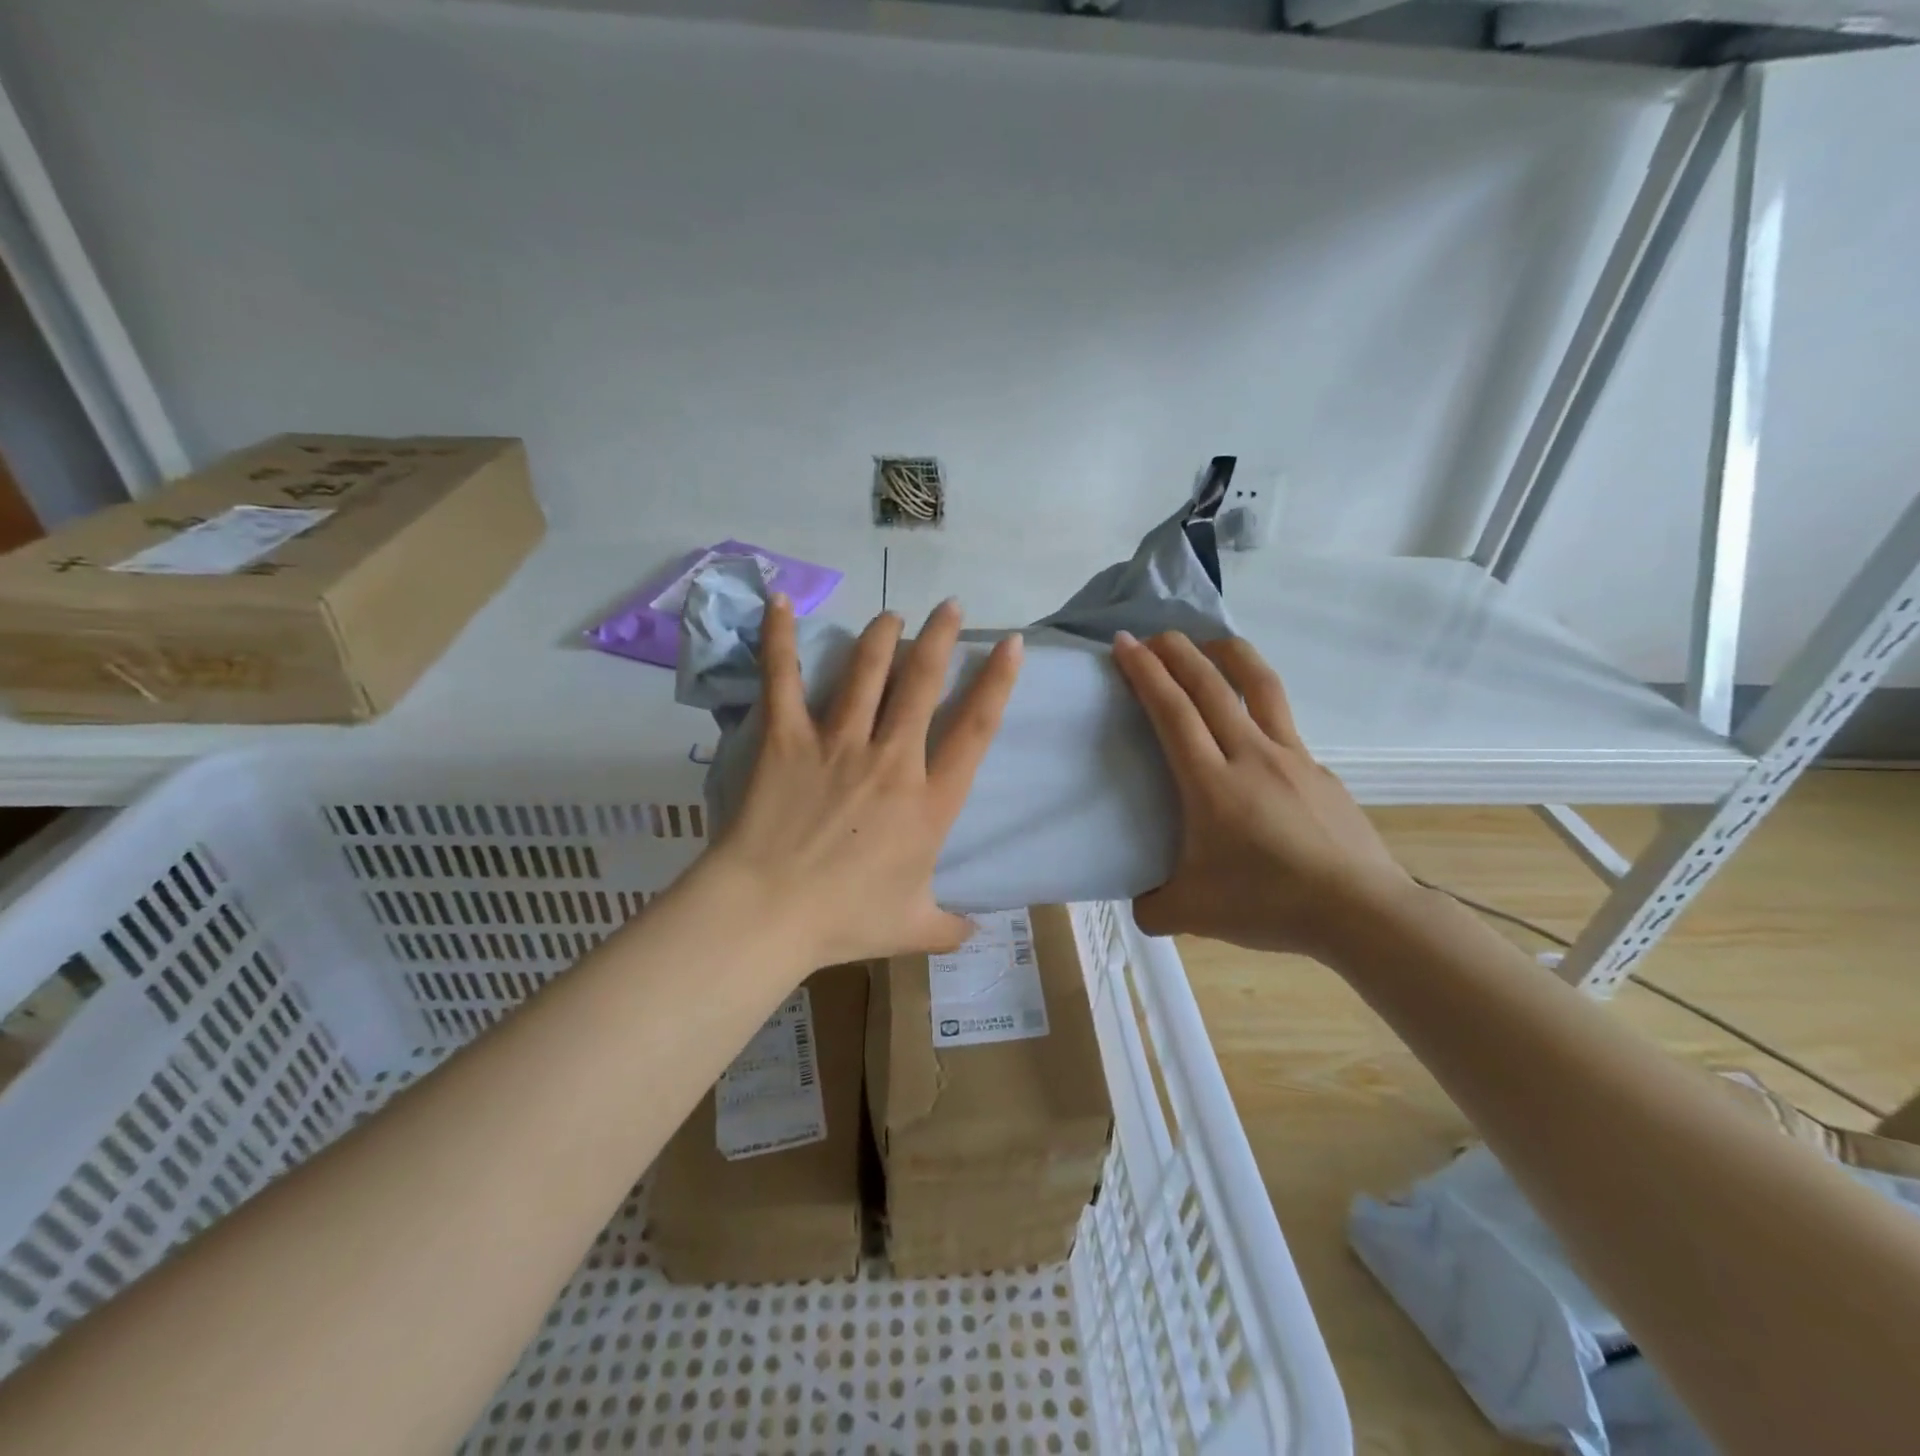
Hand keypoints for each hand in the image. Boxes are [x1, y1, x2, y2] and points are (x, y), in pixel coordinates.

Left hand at [699, 595, 1022, 967]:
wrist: (770, 914)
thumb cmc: (845, 920)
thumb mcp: (912, 929)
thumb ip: (950, 926)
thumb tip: (978, 931)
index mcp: (930, 801)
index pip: (975, 728)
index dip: (998, 682)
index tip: (1011, 644)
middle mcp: (892, 759)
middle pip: (922, 683)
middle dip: (941, 638)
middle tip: (951, 607)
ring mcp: (838, 743)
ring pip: (867, 672)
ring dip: (883, 636)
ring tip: (894, 616)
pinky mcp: (788, 739)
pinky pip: (784, 680)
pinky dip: (780, 639)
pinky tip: (780, 602)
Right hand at [1111, 630, 1409, 957]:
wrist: (1360, 911)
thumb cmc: (1268, 904)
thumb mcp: (1192, 914)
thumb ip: (1153, 906)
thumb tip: (1141, 903)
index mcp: (1211, 782)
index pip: (1172, 711)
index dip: (1145, 672)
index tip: (1124, 643)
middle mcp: (1250, 755)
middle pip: (1211, 685)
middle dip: (1177, 651)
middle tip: (1154, 635)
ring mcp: (1292, 757)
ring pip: (1260, 686)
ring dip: (1230, 655)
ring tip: (1211, 643)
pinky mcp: (1320, 770)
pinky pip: (1284, 726)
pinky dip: (1261, 708)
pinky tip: (1254, 733)